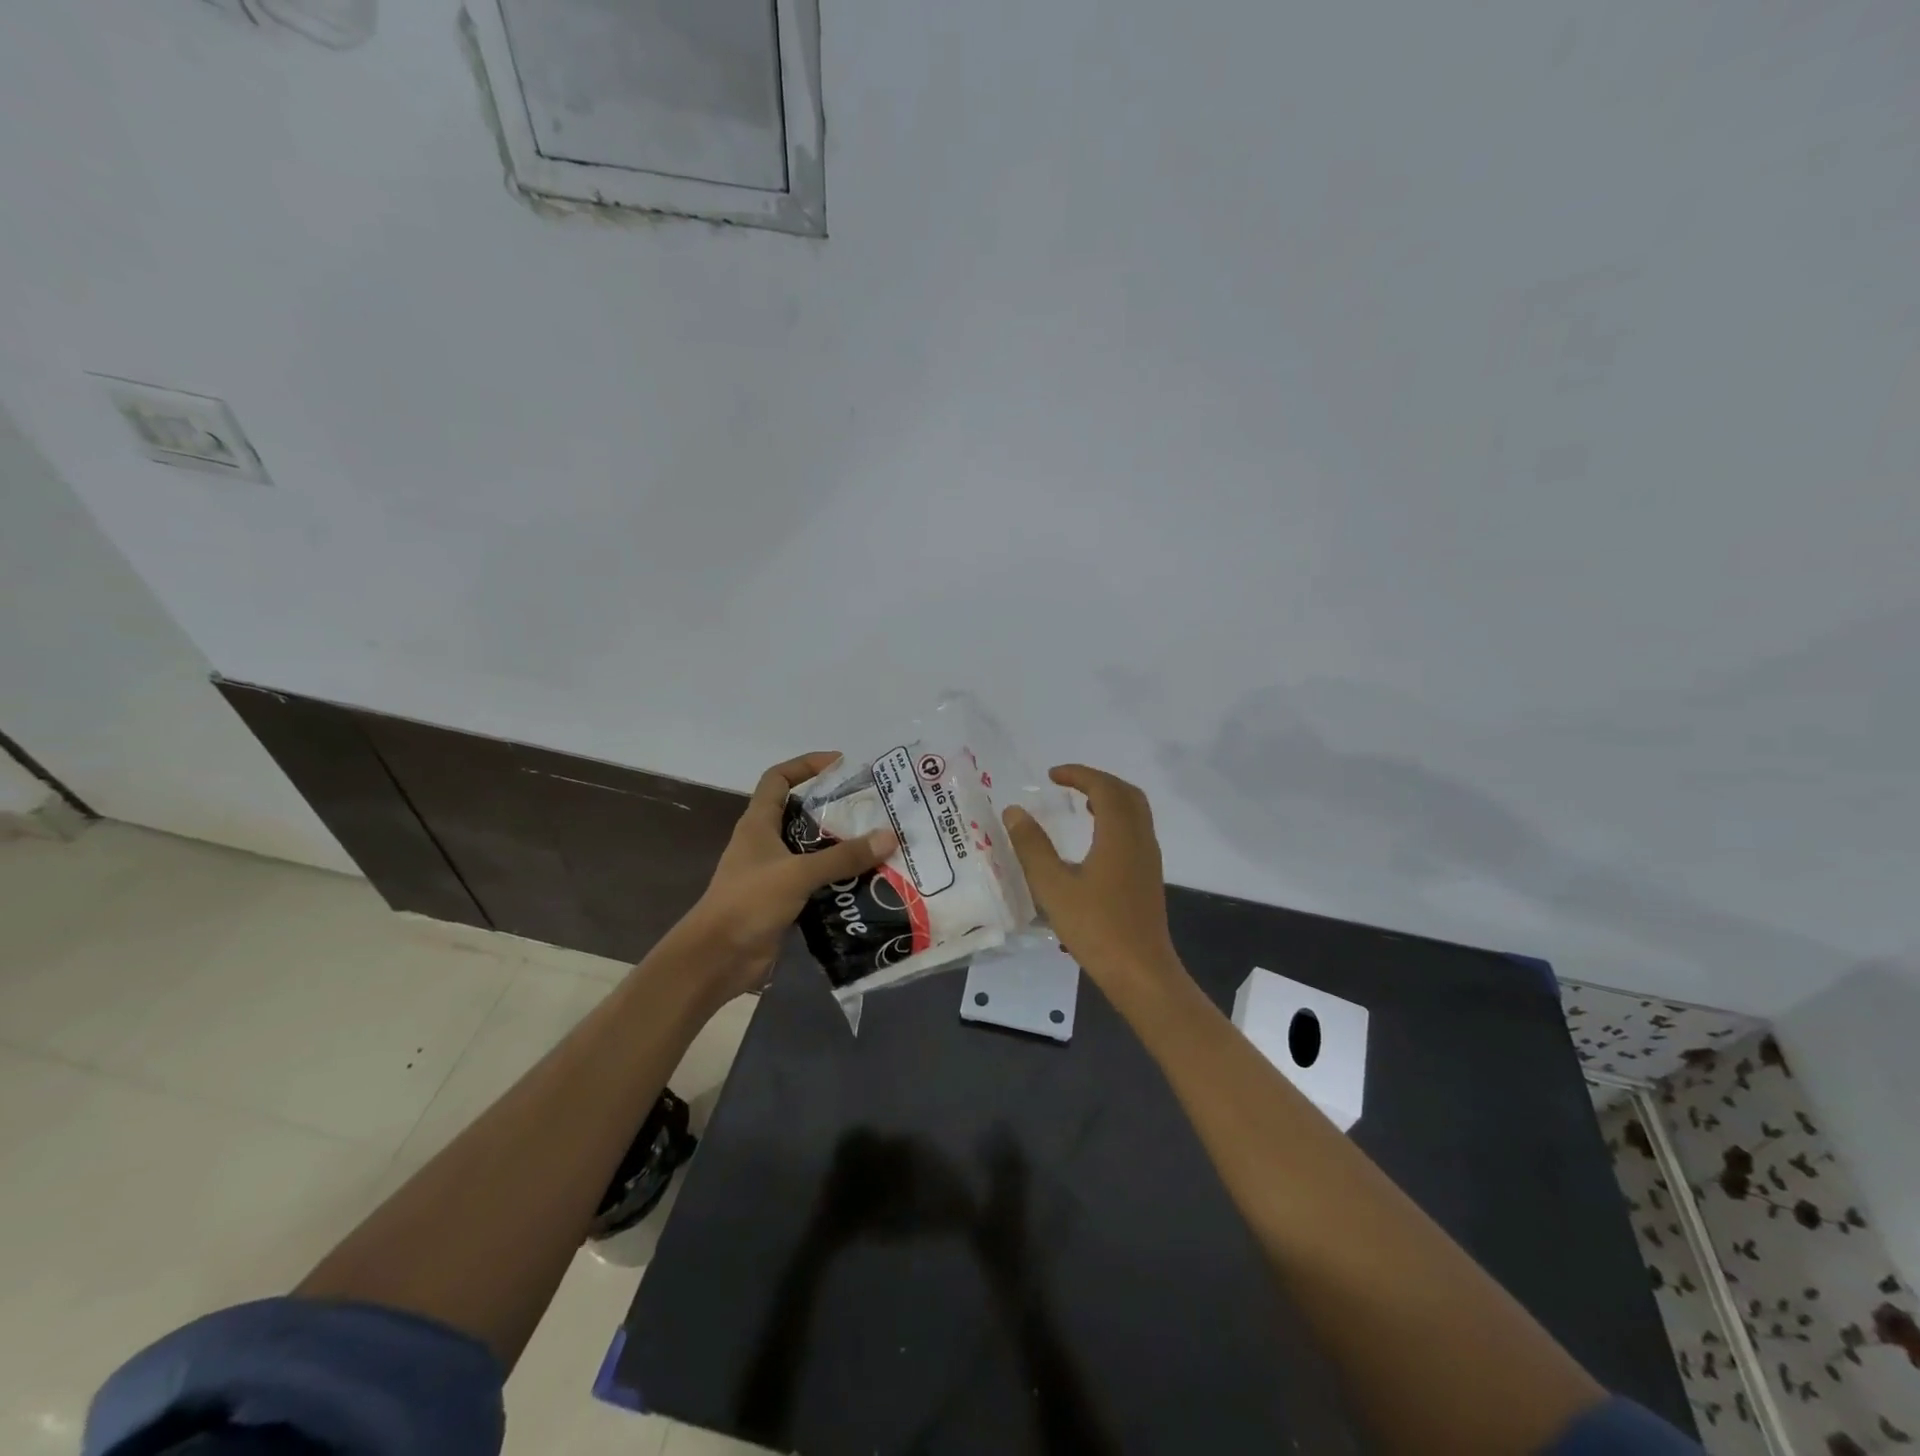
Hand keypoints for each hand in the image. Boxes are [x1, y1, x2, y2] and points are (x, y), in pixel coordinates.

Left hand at [676, 752, 896, 1000]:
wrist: (717, 959)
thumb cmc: (749, 902)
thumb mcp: (798, 873)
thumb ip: (843, 857)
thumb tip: (889, 836)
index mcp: (758, 824)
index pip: (778, 779)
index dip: (805, 765)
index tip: (840, 763)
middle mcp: (765, 843)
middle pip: (801, 814)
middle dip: (835, 809)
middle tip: (873, 809)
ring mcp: (774, 874)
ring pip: (812, 851)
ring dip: (841, 848)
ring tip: (879, 844)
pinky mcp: (783, 902)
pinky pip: (817, 882)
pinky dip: (839, 880)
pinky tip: (868, 883)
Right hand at [1000, 765, 1180, 993]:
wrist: (1141, 972)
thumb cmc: (1096, 928)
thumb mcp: (1054, 887)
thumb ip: (1032, 847)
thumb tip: (1014, 811)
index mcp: (1119, 835)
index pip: (1104, 788)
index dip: (1079, 774)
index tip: (1052, 775)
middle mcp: (1140, 840)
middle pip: (1126, 794)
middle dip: (1097, 781)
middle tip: (1068, 783)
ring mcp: (1148, 859)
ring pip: (1135, 812)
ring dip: (1110, 799)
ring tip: (1080, 804)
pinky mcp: (1148, 877)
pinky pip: (1136, 831)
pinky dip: (1116, 820)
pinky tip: (1095, 841)